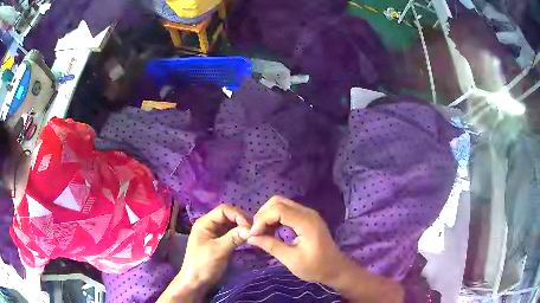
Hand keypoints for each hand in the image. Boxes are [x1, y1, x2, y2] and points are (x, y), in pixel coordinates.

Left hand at [159, 204, 250, 301]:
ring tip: (253, 234)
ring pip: (231, 225)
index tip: (250, 226)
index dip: (238, 215)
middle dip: (241, 220)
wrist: (196, 282)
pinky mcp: (220, 242)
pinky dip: (240, 234)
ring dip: (242, 228)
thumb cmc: (203, 265)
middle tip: (255, 230)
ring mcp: (214, 234)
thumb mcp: (218, 250)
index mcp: (204, 223)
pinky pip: (232, 234)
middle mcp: (209, 225)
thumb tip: (251, 229)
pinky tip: (248, 239)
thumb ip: (234, 237)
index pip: (224, 210)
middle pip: (228, 216)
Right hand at [247, 196, 346, 283]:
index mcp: (306, 222)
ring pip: (281, 204)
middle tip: (256, 232)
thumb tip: (250, 237)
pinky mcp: (306, 218)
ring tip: (260, 232)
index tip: (253, 234)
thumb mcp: (291, 260)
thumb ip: (271, 246)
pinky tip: (270, 231)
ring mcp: (307, 214)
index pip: (278, 209)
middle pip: (278, 202)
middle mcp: (307, 213)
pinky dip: (275, 218)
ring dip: (267, 216)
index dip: (261, 219)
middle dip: (263, 215)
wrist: (335, 268)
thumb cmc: (316, 267)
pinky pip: (286, 211)